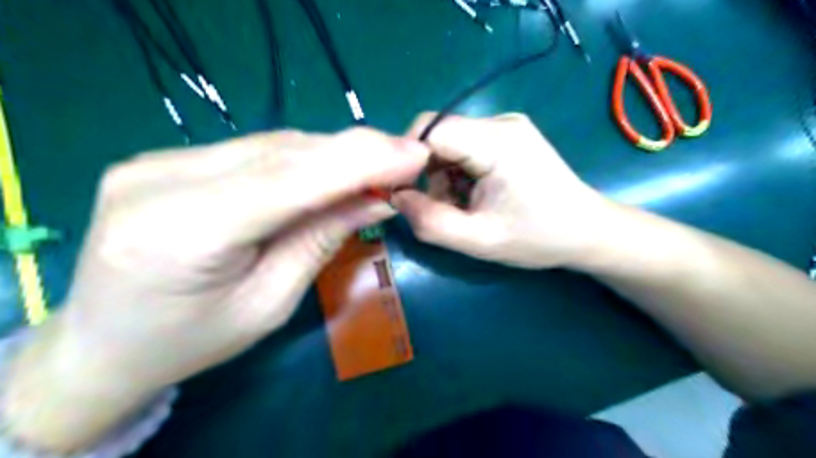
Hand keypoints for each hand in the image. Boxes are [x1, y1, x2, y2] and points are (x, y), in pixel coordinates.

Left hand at [6, 126, 428, 452]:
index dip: (359, 162)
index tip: (414, 155)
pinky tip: (330, 168)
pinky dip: (302, 157)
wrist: (105, 342)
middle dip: (354, 152)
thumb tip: (375, 199)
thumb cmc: (193, 340)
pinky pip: (254, 150)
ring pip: (272, 145)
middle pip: (283, 154)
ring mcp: (158, 160)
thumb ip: (320, 241)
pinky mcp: (166, 157)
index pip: (289, 181)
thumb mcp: (270, 304)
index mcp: (181, 232)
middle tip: (406, 157)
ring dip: (332, 154)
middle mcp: (160, 180)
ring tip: (377, 164)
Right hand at [394, 112, 612, 268]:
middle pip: (439, 135)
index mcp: (497, 141)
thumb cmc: (538, 238)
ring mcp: (506, 127)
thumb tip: (396, 198)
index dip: (407, 160)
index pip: (430, 129)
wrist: (587, 231)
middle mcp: (500, 122)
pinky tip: (475, 197)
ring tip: (463, 208)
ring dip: (443, 177)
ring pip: (450, 144)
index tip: (405, 194)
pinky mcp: (508, 136)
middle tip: (440, 208)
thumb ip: (430, 222)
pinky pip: (465, 148)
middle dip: (427, 173)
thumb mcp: (479, 240)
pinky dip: (458, 174)